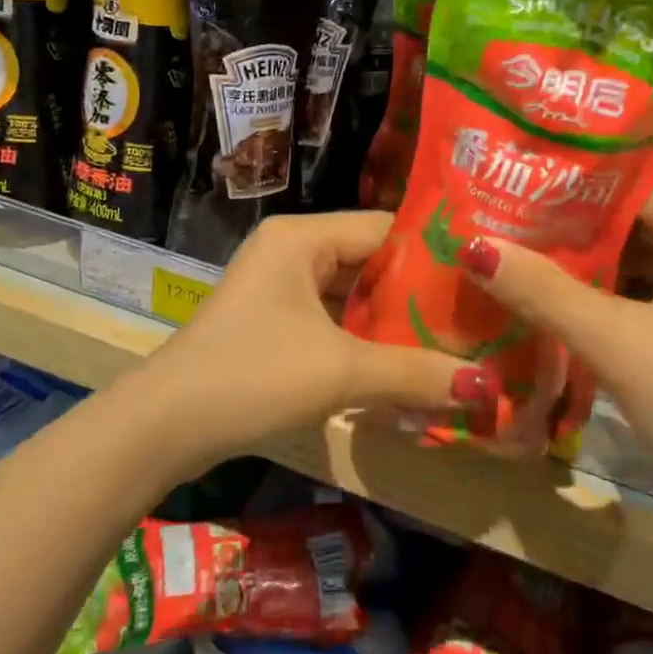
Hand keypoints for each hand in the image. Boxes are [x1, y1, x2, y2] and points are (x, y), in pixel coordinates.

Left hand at [127, 212, 488, 469]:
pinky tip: (401, 363)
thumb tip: (487, 388)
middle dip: (417, 294)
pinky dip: (362, 339)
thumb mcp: (340, 371)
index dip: (435, 254)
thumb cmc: (254, 376)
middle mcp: (290, 249)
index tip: (483, 280)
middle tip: (475, 317)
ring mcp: (277, 286)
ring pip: (350, 294)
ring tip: (451, 341)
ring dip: (391, 321)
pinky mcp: (271, 320)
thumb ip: (414, 373)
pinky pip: (330, 318)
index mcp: (302, 237)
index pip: (385, 228)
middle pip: (369, 261)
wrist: (166, 425)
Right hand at [458, 167, 652, 560]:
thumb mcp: (617, 345)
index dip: (574, 178)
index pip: (641, 175)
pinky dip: (620, 284)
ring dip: (594, 253)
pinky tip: (571, 294)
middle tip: (508, 216)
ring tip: (526, 248)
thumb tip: (473, 245)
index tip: (514, 182)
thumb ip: (542, 290)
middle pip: (646, 208)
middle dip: (576, 216)